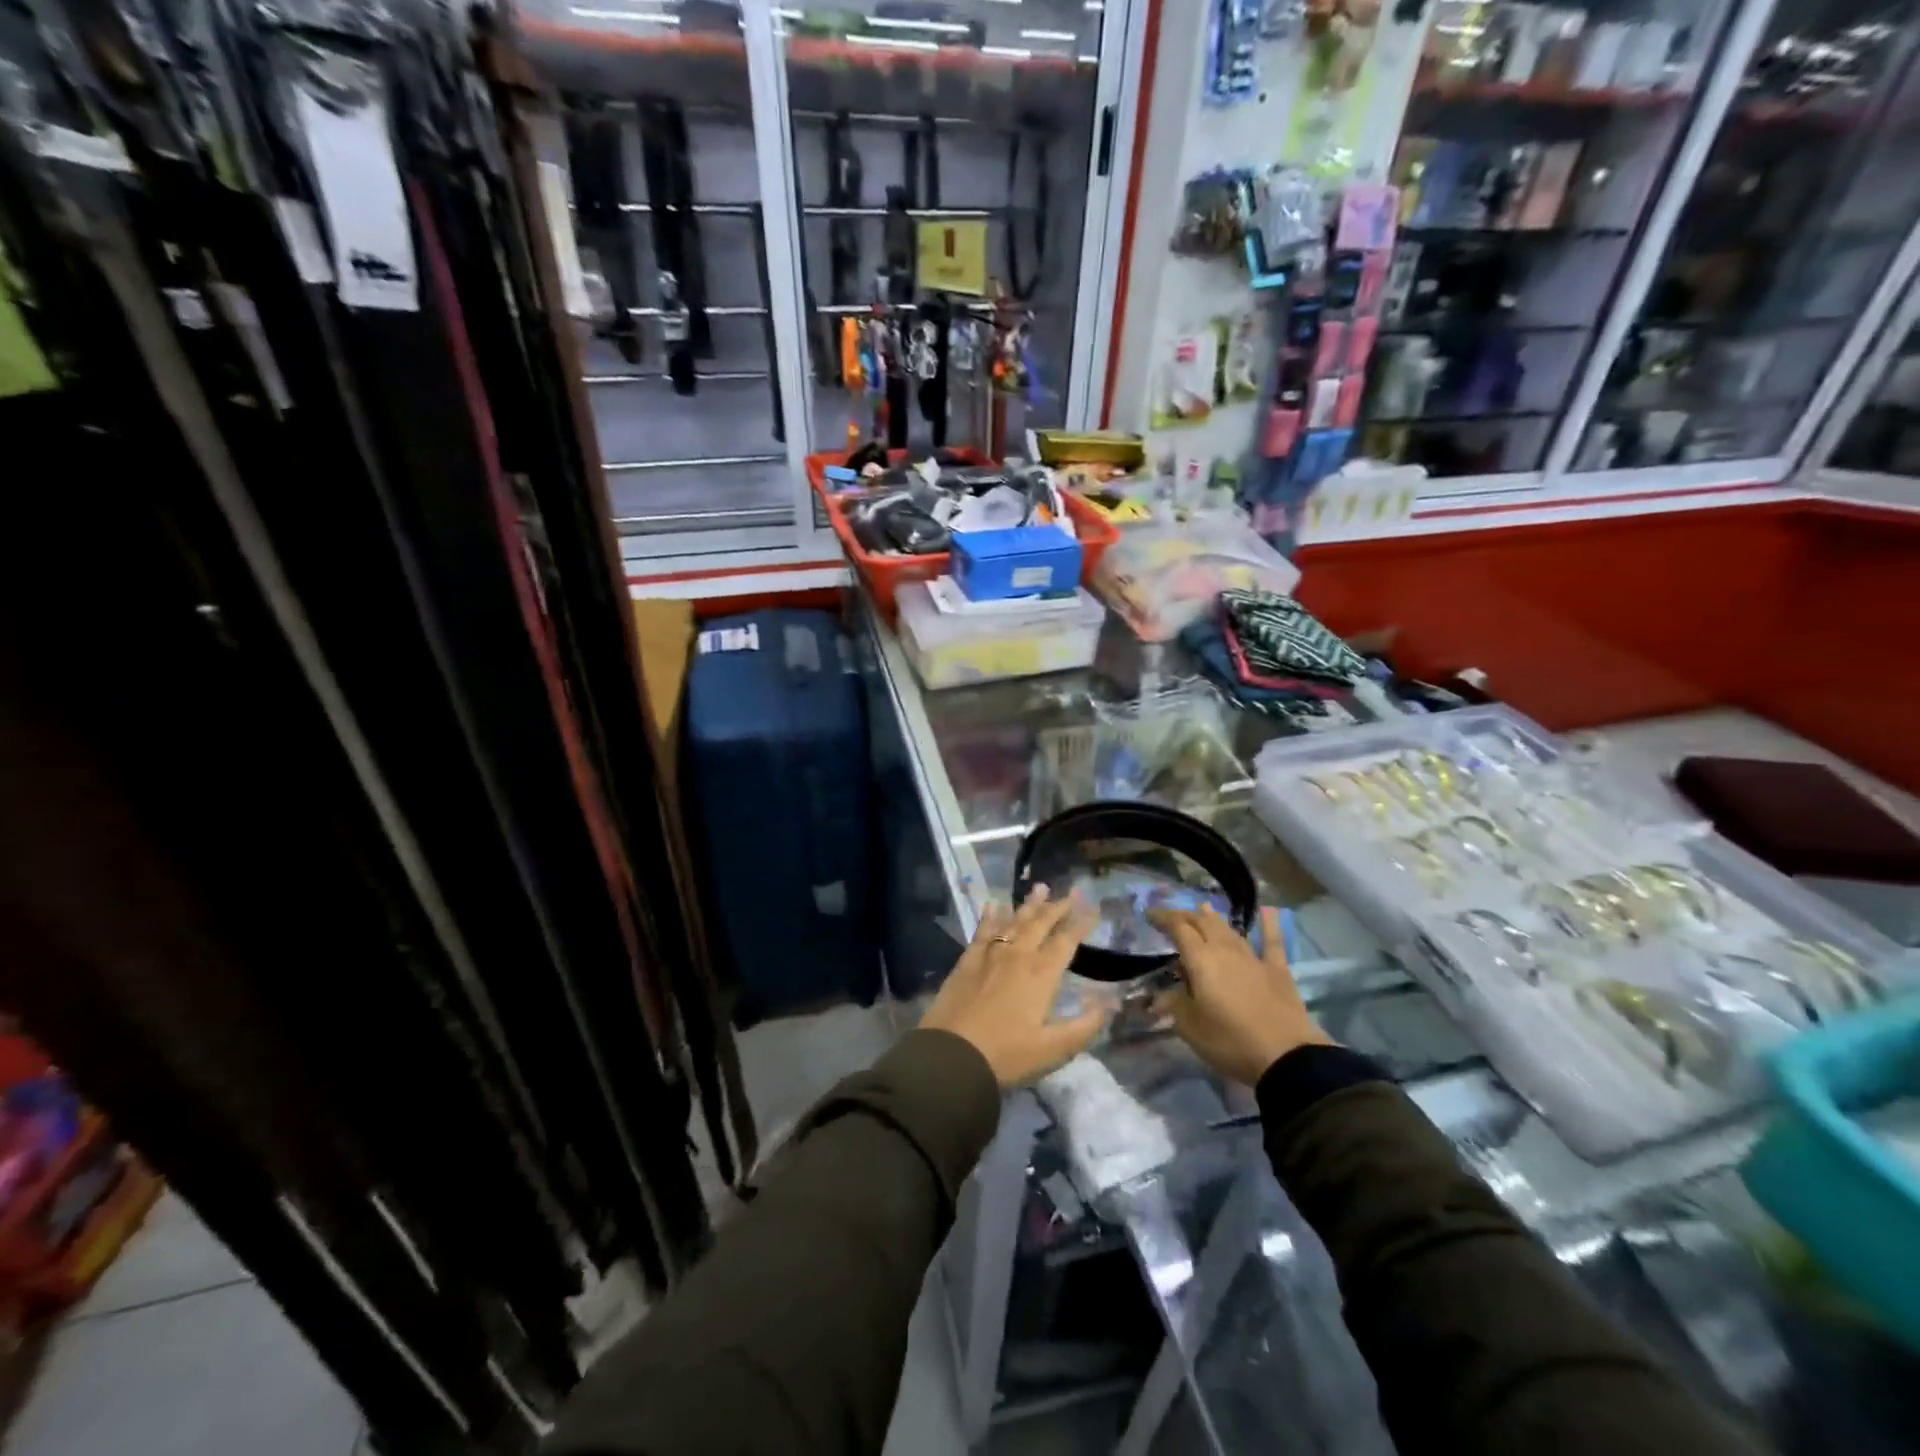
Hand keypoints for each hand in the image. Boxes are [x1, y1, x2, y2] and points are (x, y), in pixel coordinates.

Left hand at [923, 887, 1110, 1087]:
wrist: (952, 1055)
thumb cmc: (1007, 1055)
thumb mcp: (1054, 1049)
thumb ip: (1085, 1025)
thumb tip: (1111, 1002)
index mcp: (1042, 974)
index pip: (1066, 941)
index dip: (1081, 924)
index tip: (1093, 908)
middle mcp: (1018, 956)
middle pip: (1041, 924)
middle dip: (1058, 907)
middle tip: (1071, 893)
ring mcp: (990, 955)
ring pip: (1013, 921)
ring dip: (1029, 905)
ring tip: (1040, 888)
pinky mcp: (967, 961)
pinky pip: (982, 930)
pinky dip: (991, 916)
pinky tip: (993, 905)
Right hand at [1147, 905, 1332, 1085]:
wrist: (1286, 1056)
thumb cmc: (1230, 1041)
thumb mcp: (1190, 1028)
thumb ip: (1173, 1005)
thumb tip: (1161, 996)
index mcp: (1200, 959)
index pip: (1178, 928)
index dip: (1162, 917)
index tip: (1149, 914)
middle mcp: (1225, 949)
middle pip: (1203, 922)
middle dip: (1185, 915)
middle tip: (1173, 917)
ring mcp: (1253, 957)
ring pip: (1229, 929)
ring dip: (1214, 918)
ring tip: (1203, 908)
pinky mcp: (1277, 970)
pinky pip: (1271, 942)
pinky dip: (1269, 925)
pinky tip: (1268, 911)